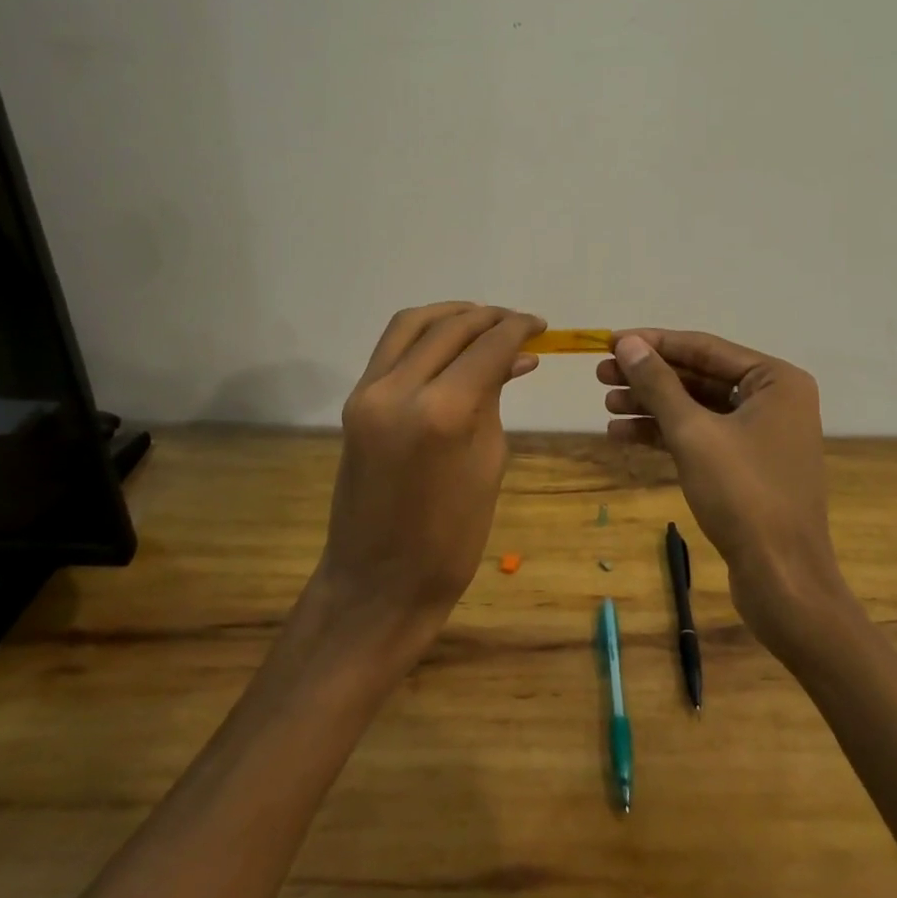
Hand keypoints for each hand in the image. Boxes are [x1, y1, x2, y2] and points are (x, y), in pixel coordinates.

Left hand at [311, 303, 545, 651]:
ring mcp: (368, 392)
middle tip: (520, 325)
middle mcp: (398, 389)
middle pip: (450, 327)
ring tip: (485, 323)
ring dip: (452, 315)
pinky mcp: (355, 400)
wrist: (377, 582)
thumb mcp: (489, 461)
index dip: (518, 328)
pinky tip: (452, 342)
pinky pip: (391, 346)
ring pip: (412, 323)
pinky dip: (425, 333)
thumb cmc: (450, 537)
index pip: (487, 346)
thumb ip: (494, 397)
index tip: (541, 325)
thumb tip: (516, 356)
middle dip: (490, 318)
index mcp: (441, 412)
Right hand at [598, 329, 853, 652]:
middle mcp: (773, 399)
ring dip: (652, 406)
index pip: (703, 348)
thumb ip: (658, 384)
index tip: (609, 341)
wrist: (783, 581)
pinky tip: (624, 435)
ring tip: (606, 405)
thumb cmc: (743, 496)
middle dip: (649, 377)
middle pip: (699, 376)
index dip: (653, 343)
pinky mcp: (748, 466)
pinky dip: (666, 434)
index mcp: (775, 380)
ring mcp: (762, 434)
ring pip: (697, 407)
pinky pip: (702, 436)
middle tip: (600, 375)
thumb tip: (628, 343)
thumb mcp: (693, 433)